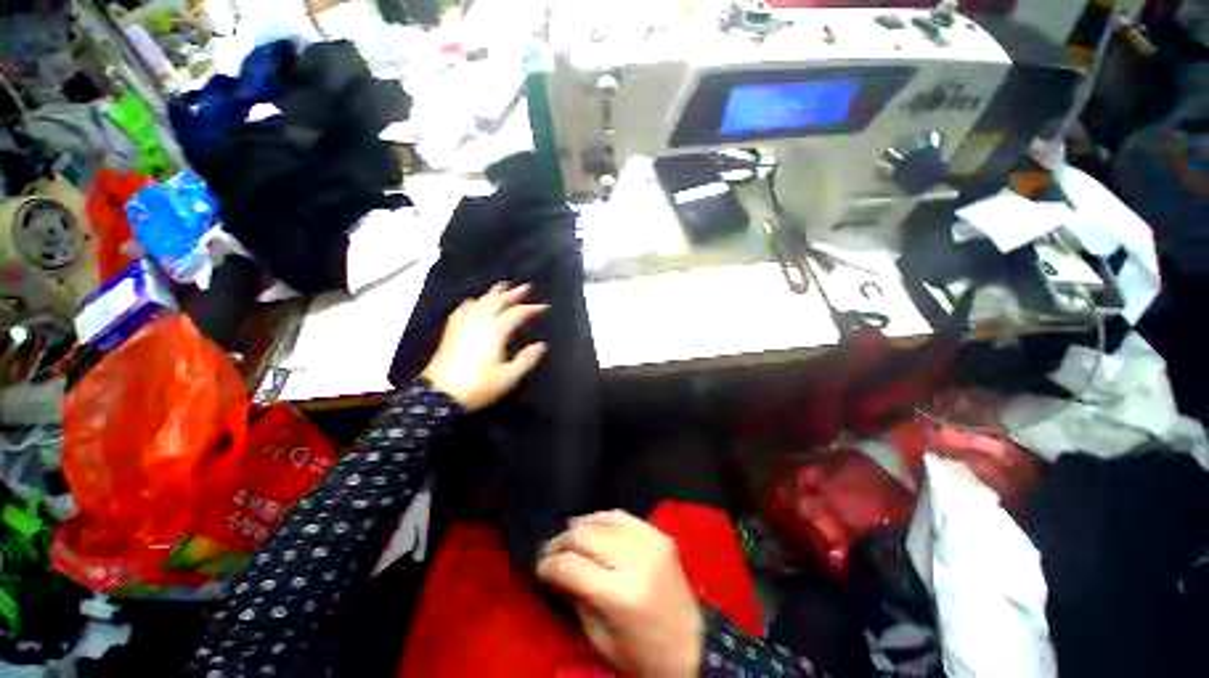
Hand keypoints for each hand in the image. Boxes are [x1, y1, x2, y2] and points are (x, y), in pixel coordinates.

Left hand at [421, 283, 546, 411]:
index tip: (544, 307)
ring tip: (502, 286)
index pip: (517, 313)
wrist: (440, 394)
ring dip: (493, 293)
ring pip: (481, 302)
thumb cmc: (479, 385)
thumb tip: (541, 345)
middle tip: (526, 286)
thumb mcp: (509, 376)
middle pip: (498, 302)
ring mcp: (464, 324)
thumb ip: (526, 359)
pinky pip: (463, 310)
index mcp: (496, 331)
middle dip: (513, 294)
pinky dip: (471, 303)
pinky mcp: (452, 330)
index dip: (531, 309)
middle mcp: (480, 322)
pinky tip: (472, 301)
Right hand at [537, 510, 704, 676]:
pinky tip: (591, 526)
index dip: (550, 564)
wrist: (695, 646)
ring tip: (566, 536)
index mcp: (622, 594)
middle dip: (561, 541)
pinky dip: (602, 519)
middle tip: (548, 549)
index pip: (573, 566)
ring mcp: (651, 540)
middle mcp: (637, 559)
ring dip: (579, 526)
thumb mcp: (601, 639)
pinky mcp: (659, 533)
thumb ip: (576, 598)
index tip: (539, 566)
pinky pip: (623, 516)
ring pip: (603, 519)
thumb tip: (554, 570)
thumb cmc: (644, 653)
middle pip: (586, 536)